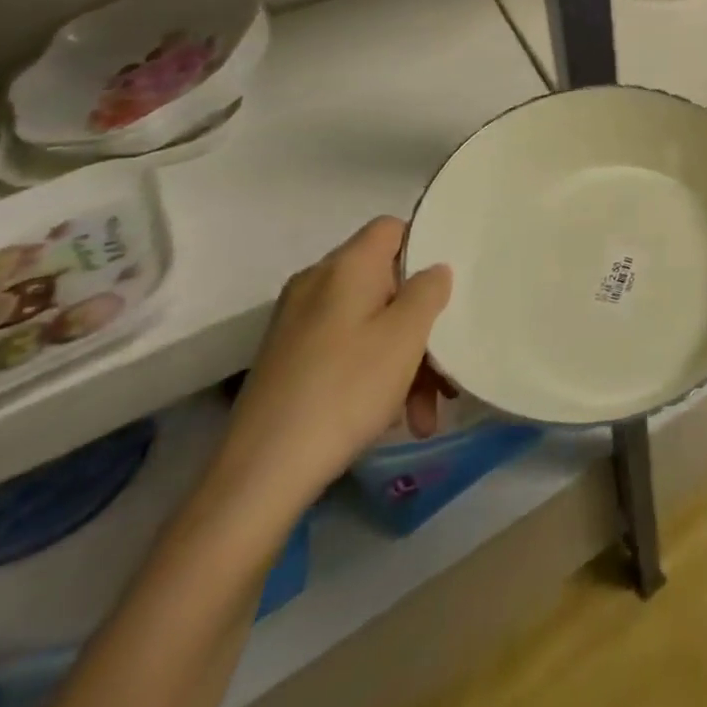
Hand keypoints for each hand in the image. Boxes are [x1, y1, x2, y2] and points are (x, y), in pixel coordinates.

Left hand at [219, 217, 452, 515]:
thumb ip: (429, 290)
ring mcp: (297, 325)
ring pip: (370, 323)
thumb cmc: (344, 390)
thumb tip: (433, 270)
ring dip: (404, 359)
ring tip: (425, 412)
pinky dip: (374, 375)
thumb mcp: (406, 335)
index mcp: (345, 267)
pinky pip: (347, 350)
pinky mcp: (288, 362)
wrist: (258, 477)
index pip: (393, 229)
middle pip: (386, 283)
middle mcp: (316, 285)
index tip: (448, 289)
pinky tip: (394, 419)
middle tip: (446, 366)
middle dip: (422, 323)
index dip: (425, 248)